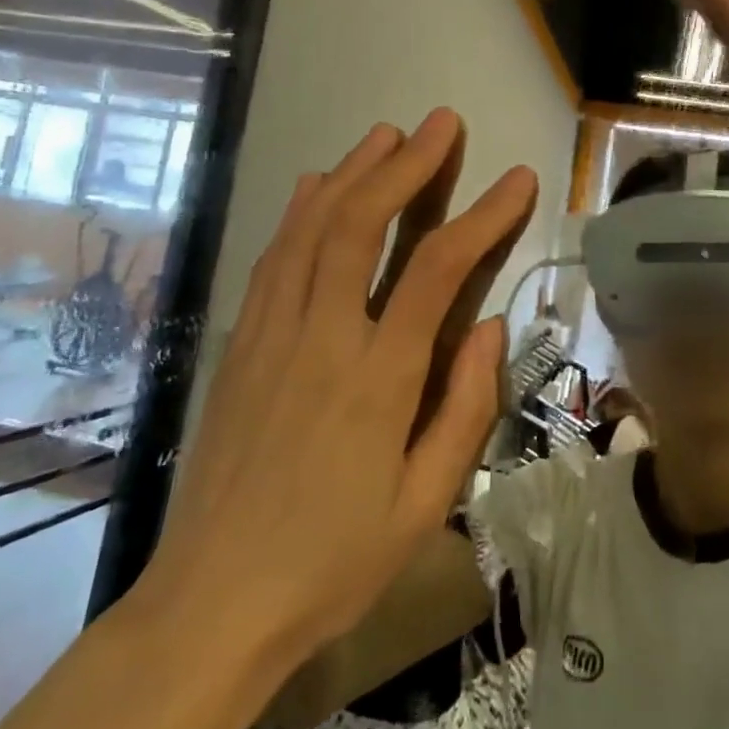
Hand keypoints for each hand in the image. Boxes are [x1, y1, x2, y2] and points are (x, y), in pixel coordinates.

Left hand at [130, 109, 538, 687]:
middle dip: (407, 165)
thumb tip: (488, 327)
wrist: (211, 605)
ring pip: (312, 229)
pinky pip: (273, 259)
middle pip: (363, 225)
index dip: (483, 215)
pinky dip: (299, 213)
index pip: (438, 270)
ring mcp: (271, 335)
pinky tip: (317, 185)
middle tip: (441, 123)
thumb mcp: (423, 505)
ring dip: (353, 173)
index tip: (517, 179)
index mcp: (377, 379)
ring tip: (387, 134)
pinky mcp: (240, 344)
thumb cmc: (332, 563)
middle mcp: (321, 338)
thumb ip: (464, 409)